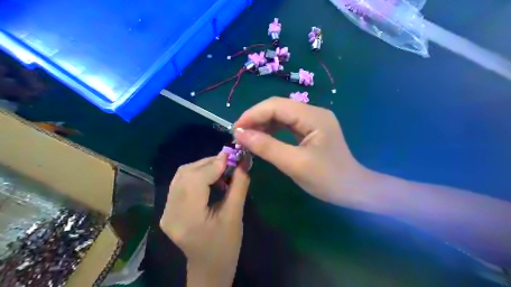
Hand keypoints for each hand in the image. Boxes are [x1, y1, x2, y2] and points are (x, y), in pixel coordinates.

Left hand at [158, 154, 249, 286]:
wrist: (209, 268)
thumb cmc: (226, 247)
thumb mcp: (236, 216)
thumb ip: (239, 186)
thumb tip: (243, 162)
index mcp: (187, 218)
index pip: (196, 180)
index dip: (214, 164)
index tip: (232, 156)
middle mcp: (170, 212)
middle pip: (186, 173)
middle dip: (209, 163)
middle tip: (230, 161)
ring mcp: (166, 211)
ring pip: (182, 175)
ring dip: (203, 167)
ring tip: (222, 170)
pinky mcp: (169, 209)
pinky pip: (181, 183)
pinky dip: (197, 175)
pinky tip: (211, 179)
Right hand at [234, 97, 371, 206]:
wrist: (354, 190)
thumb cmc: (328, 180)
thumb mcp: (295, 164)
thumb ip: (267, 147)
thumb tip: (240, 134)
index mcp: (313, 116)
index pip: (276, 106)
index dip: (253, 114)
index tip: (235, 129)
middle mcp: (313, 112)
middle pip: (278, 107)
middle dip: (255, 118)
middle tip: (238, 135)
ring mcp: (312, 120)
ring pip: (280, 115)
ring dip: (262, 124)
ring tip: (246, 137)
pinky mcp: (310, 130)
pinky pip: (286, 125)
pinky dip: (271, 130)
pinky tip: (261, 138)